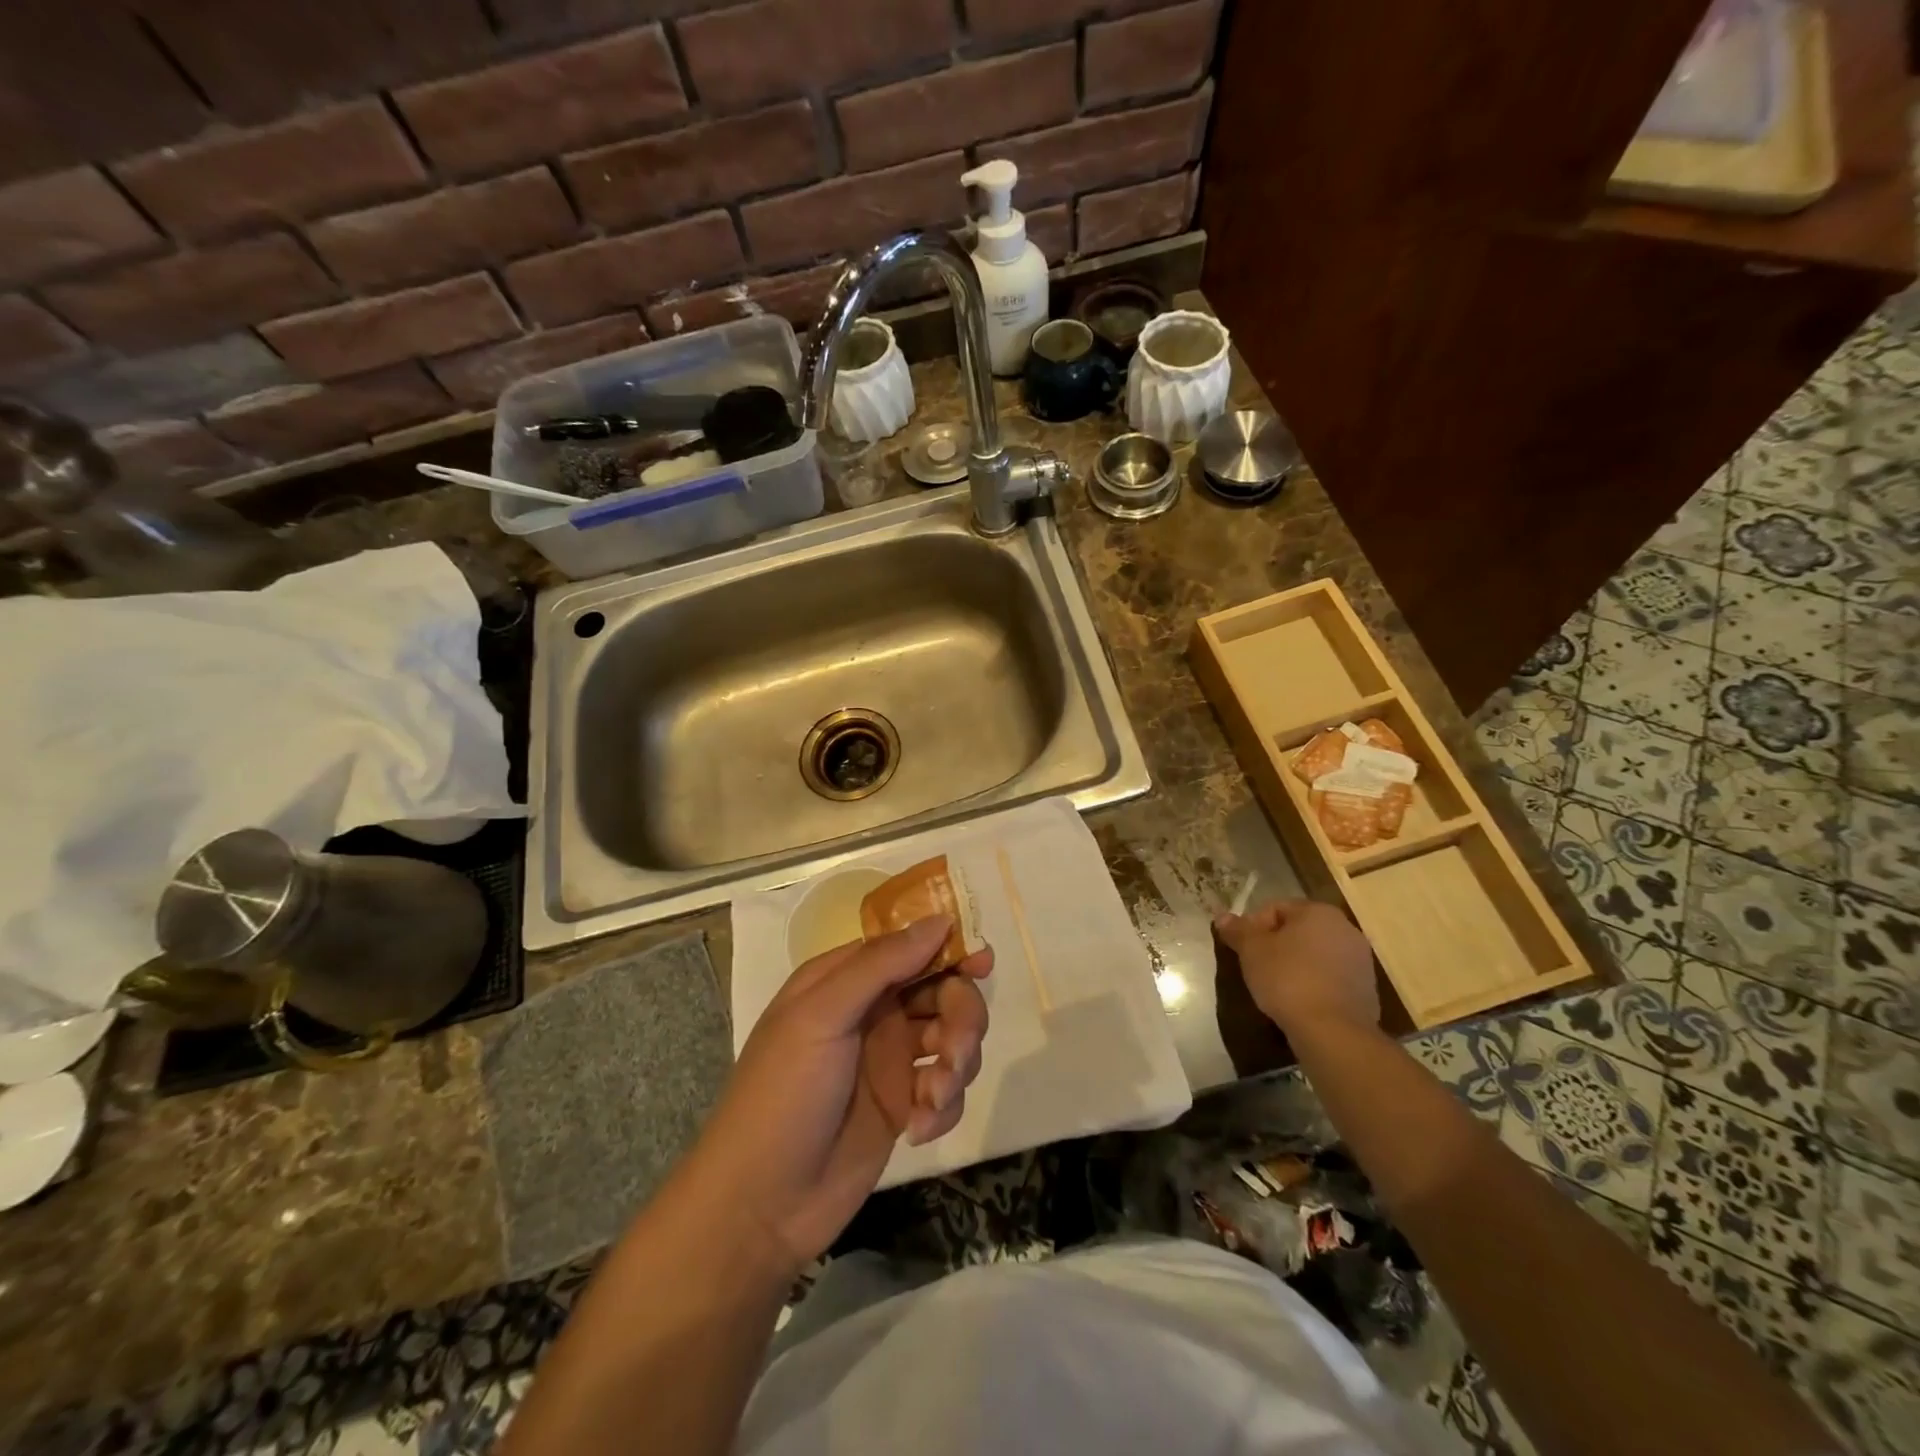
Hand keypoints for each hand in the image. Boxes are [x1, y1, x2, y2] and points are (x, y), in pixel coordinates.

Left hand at [683, 916, 991, 1277]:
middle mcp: (873, 1012)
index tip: (981, 963)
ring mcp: (890, 1060)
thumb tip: (939, 920)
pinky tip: (919, 1128)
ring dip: (956, 1063)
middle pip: (942, 991)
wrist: (761, 1206)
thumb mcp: (822, 1016)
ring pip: (952, 1037)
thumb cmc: (783, 1094)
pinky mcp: (904, 1105)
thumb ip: (881, 965)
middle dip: (961, 1016)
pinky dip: (944, 1105)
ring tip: (933, 1096)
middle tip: (956, 1049)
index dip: (949, 950)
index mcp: (846, 980)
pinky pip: (947, 1088)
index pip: (909, 947)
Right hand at [1214, 899, 1378, 1036]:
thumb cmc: (1287, 979)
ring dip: (1296, 964)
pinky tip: (1299, 1001)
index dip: (1253, 926)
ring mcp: (1360, 960)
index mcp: (1318, 912)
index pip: (1276, 908)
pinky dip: (1314, 983)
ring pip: (1316, 954)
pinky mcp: (1367, 989)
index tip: (1242, 949)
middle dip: (1276, 945)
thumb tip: (1222, 917)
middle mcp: (1345, 928)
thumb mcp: (1251, 951)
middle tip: (1256, 966)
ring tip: (1276, 987)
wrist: (1333, 1031)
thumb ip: (1237, 930)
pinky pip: (1331, 977)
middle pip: (1299, 930)